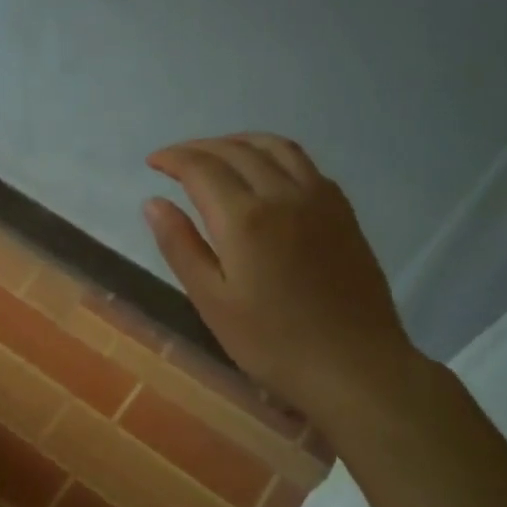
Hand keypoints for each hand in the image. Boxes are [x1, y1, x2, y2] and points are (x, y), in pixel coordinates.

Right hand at [143, 135, 419, 417]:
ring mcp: (320, 199)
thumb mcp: (212, 301)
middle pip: (237, 150)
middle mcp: (283, 194)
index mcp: (245, 218)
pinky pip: (304, 163)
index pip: (202, 168)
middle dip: (200, 147)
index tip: (153, 162)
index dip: (173, 159)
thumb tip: (153, 202)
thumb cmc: (271, 343)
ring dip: (239, 141)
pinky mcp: (342, 212)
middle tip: (176, 159)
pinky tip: (266, 172)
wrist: (354, 366)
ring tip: (217, 153)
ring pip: (276, 147)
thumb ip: (180, 246)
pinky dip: (274, 154)